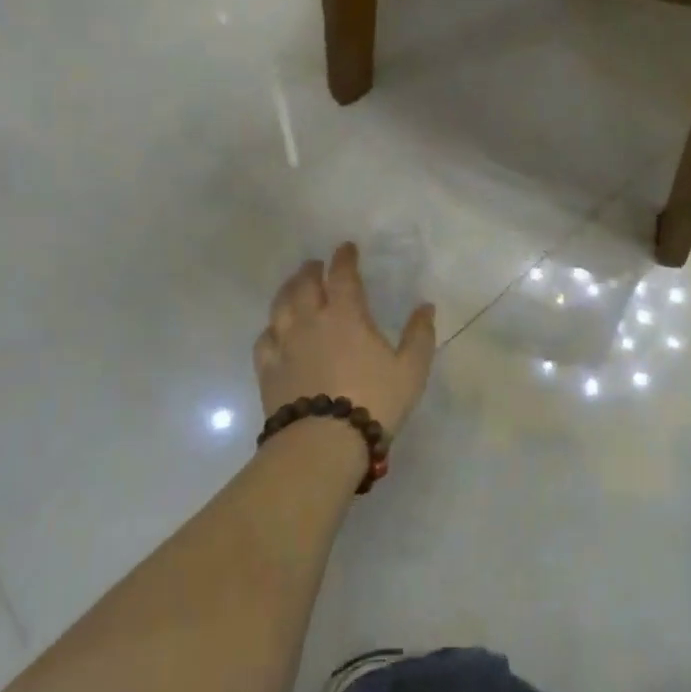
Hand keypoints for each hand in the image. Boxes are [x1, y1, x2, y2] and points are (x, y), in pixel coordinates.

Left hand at [253, 243, 436, 436]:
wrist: (323, 443)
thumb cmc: (374, 401)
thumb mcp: (411, 370)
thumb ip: (419, 336)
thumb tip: (426, 307)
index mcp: (346, 315)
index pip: (342, 275)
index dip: (344, 258)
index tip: (346, 248)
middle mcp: (311, 321)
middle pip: (304, 285)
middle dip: (311, 270)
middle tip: (315, 265)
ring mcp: (285, 345)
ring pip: (280, 306)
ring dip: (288, 290)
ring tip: (293, 287)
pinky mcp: (268, 370)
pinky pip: (264, 339)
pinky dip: (271, 328)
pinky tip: (274, 330)